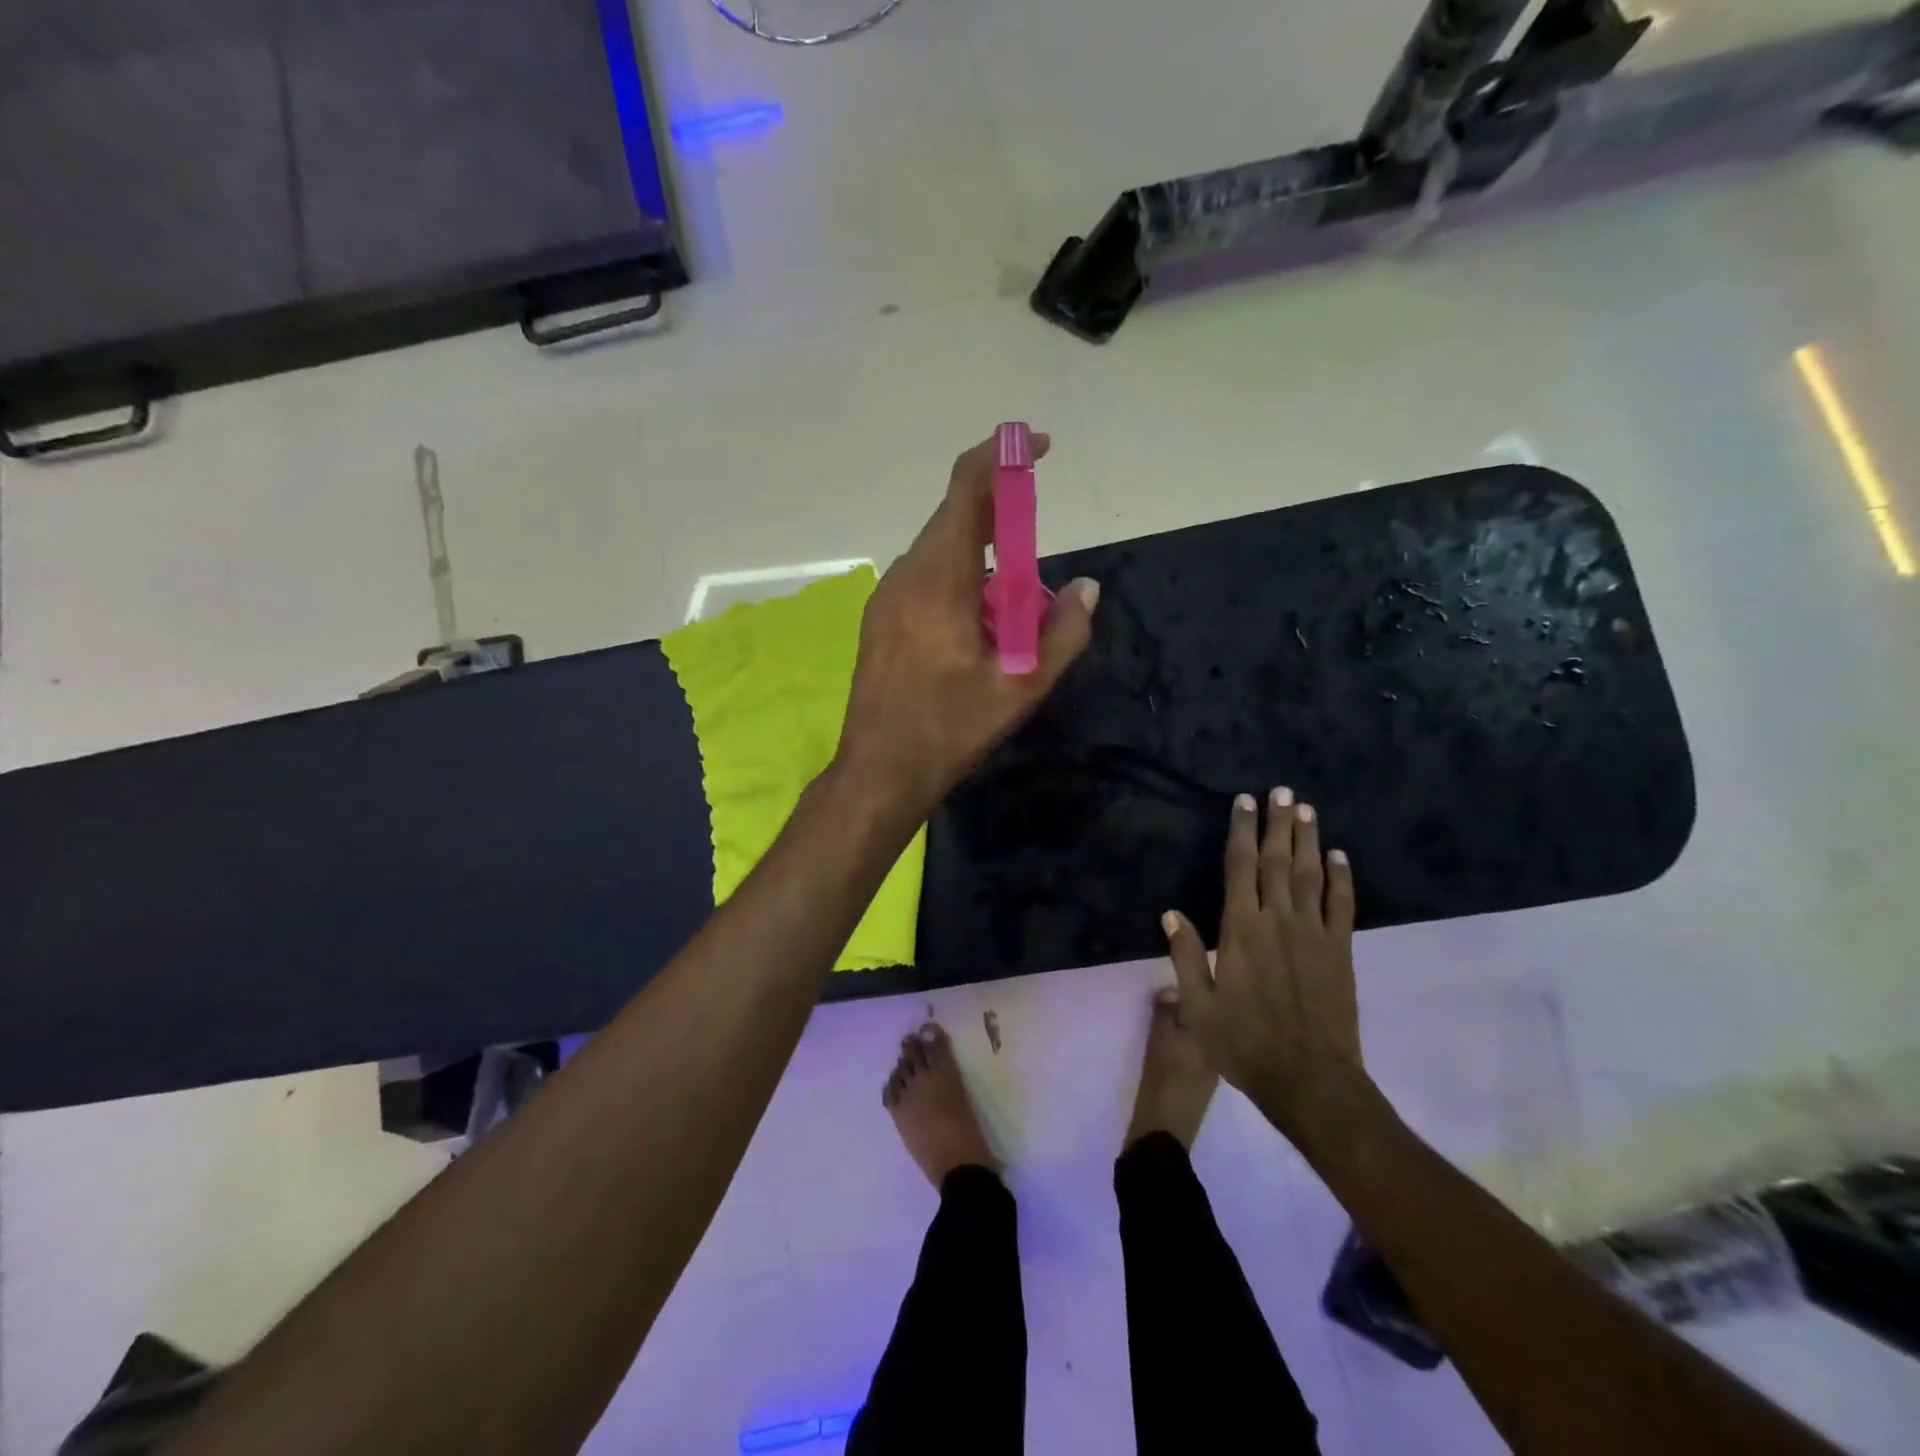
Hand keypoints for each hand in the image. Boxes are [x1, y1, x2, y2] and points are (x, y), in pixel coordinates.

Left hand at [836, 431, 1098, 816]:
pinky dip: (958, 577)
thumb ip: (1063, 633)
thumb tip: (1088, 588)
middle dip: (1001, 514)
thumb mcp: (1021, 688)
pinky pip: (924, 577)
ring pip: (939, 550)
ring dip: (980, 553)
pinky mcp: (880, 619)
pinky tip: (976, 622)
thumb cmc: (950, 729)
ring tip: (1011, 602)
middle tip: (1037, 546)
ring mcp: (886, 597)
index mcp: (940, 580)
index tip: (1039, 447)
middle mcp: (906, 575)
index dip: (1002, 456)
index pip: (966, 490)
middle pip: (954, 517)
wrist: (878, 771)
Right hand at [1163, 789, 1366, 1141]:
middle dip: (1278, 823)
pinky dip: (1342, 878)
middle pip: (1277, 861)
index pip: (1240, 868)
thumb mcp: (1199, 1007)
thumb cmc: (1245, 1044)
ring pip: (1310, 875)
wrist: (1310, 1081)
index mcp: (1241, 930)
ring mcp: (1314, 934)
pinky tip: (1340, 857)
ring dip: (1308, 840)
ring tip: (1307, 809)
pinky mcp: (1340, 952)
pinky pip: (1342, 906)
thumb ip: (1186, 956)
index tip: (1245, 802)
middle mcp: (1278, 921)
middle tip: (1282, 790)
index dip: (1242, 832)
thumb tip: (1170, 913)